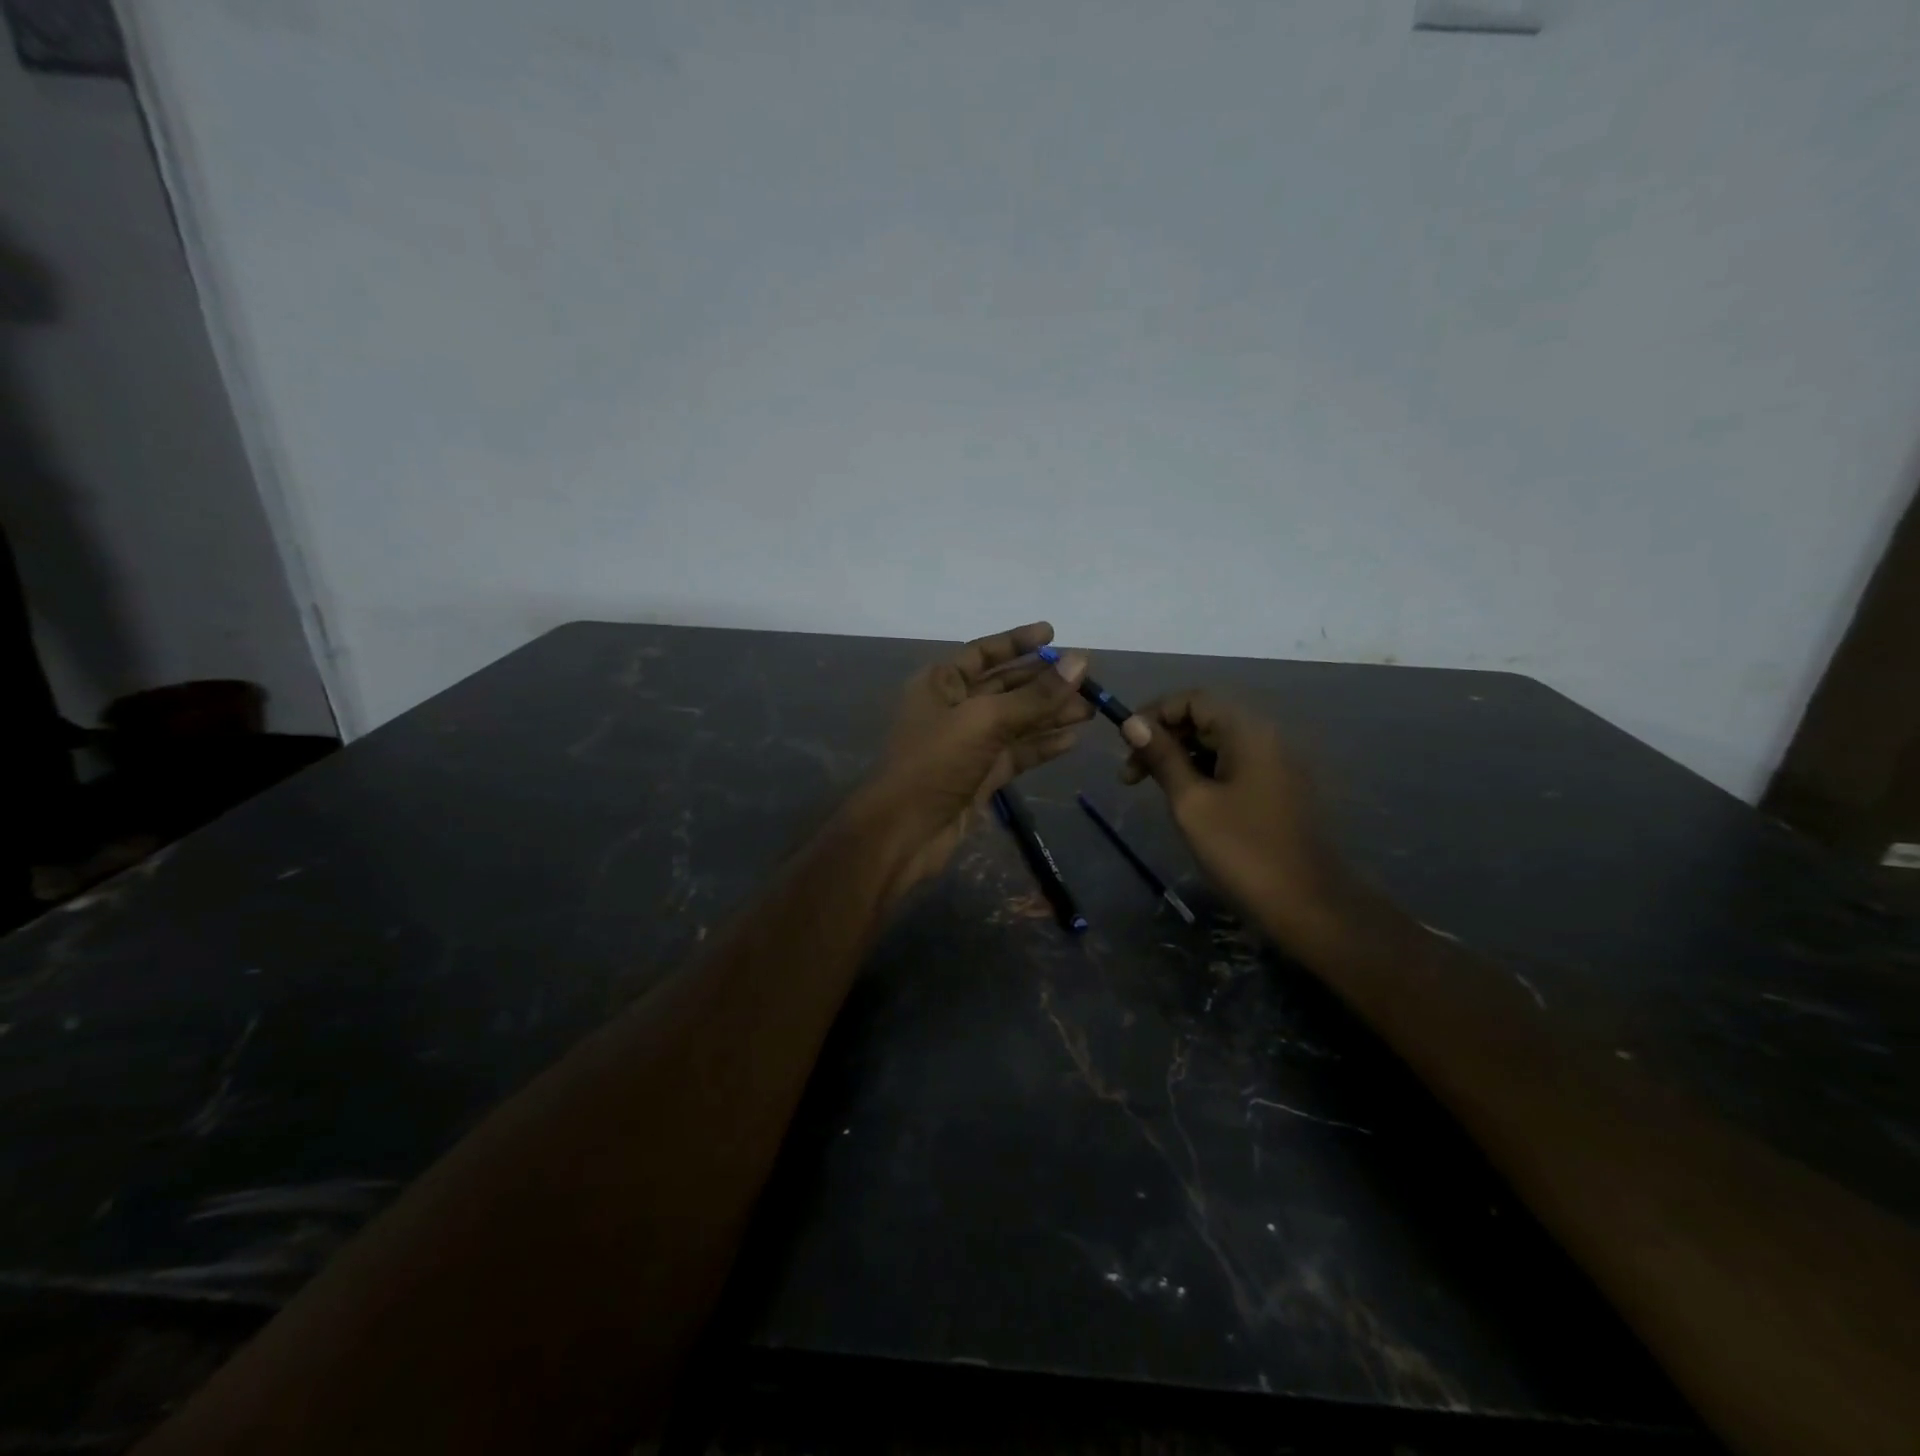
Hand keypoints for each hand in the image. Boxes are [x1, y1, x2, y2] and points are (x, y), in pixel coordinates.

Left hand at [855, 622, 1092, 894]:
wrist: (905, 831)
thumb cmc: (936, 762)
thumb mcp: (986, 721)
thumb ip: (1035, 695)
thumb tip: (1080, 661)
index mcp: (941, 683)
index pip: (984, 652)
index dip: (1017, 642)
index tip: (1053, 634)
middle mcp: (954, 708)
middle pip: (1006, 686)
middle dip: (1045, 682)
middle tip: (1088, 679)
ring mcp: (968, 744)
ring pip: (1016, 722)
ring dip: (1051, 714)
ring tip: (1091, 709)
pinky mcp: (981, 775)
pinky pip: (1017, 752)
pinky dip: (1042, 745)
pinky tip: (1072, 739)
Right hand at [1117, 691, 1347, 938]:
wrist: (1308, 905)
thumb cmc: (1242, 850)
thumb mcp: (1191, 802)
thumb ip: (1162, 757)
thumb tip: (1132, 723)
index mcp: (1248, 731)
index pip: (1192, 699)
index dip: (1153, 714)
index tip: (1124, 746)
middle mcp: (1266, 736)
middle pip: (1205, 717)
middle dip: (1163, 738)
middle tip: (1130, 775)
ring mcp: (1276, 762)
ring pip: (1217, 742)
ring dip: (1179, 756)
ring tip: (1151, 788)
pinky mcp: (1277, 786)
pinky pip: (1232, 763)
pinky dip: (1202, 771)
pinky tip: (1184, 798)